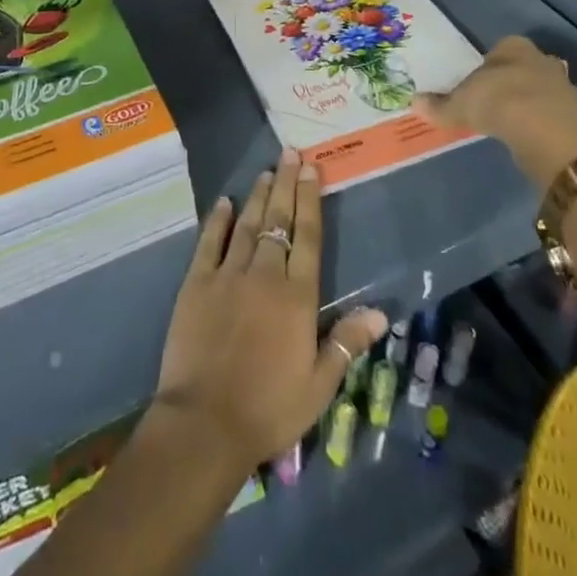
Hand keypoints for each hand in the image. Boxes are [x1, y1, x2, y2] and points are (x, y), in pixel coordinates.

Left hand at [154, 149, 387, 473]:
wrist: (205, 422)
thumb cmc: (268, 408)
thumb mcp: (318, 386)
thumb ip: (346, 343)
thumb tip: (379, 312)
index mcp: (297, 297)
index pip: (309, 237)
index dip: (311, 200)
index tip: (312, 169)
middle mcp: (265, 275)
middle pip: (279, 221)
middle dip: (286, 185)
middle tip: (290, 153)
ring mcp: (228, 274)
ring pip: (247, 225)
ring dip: (257, 196)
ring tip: (266, 170)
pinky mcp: (197, 283)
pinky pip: (209, 242)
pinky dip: (218, 220)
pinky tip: (224, 202)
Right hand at [415, 35, 576, 188]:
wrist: (543, 133)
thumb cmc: (497, 103)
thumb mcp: (459, 105)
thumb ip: (439, 105)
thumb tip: (414, 102)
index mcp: (514, 47)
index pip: (503, 47)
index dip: (491, 63)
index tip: (480, 82)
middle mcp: (543, 60)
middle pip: (528, 65)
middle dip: (518, 79)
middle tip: (499, 99)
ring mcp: (565, 87)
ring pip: (547, 89)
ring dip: (536, 101)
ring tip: (517, 120)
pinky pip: (558, 114)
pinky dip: (548, 123)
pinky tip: (534, 136)